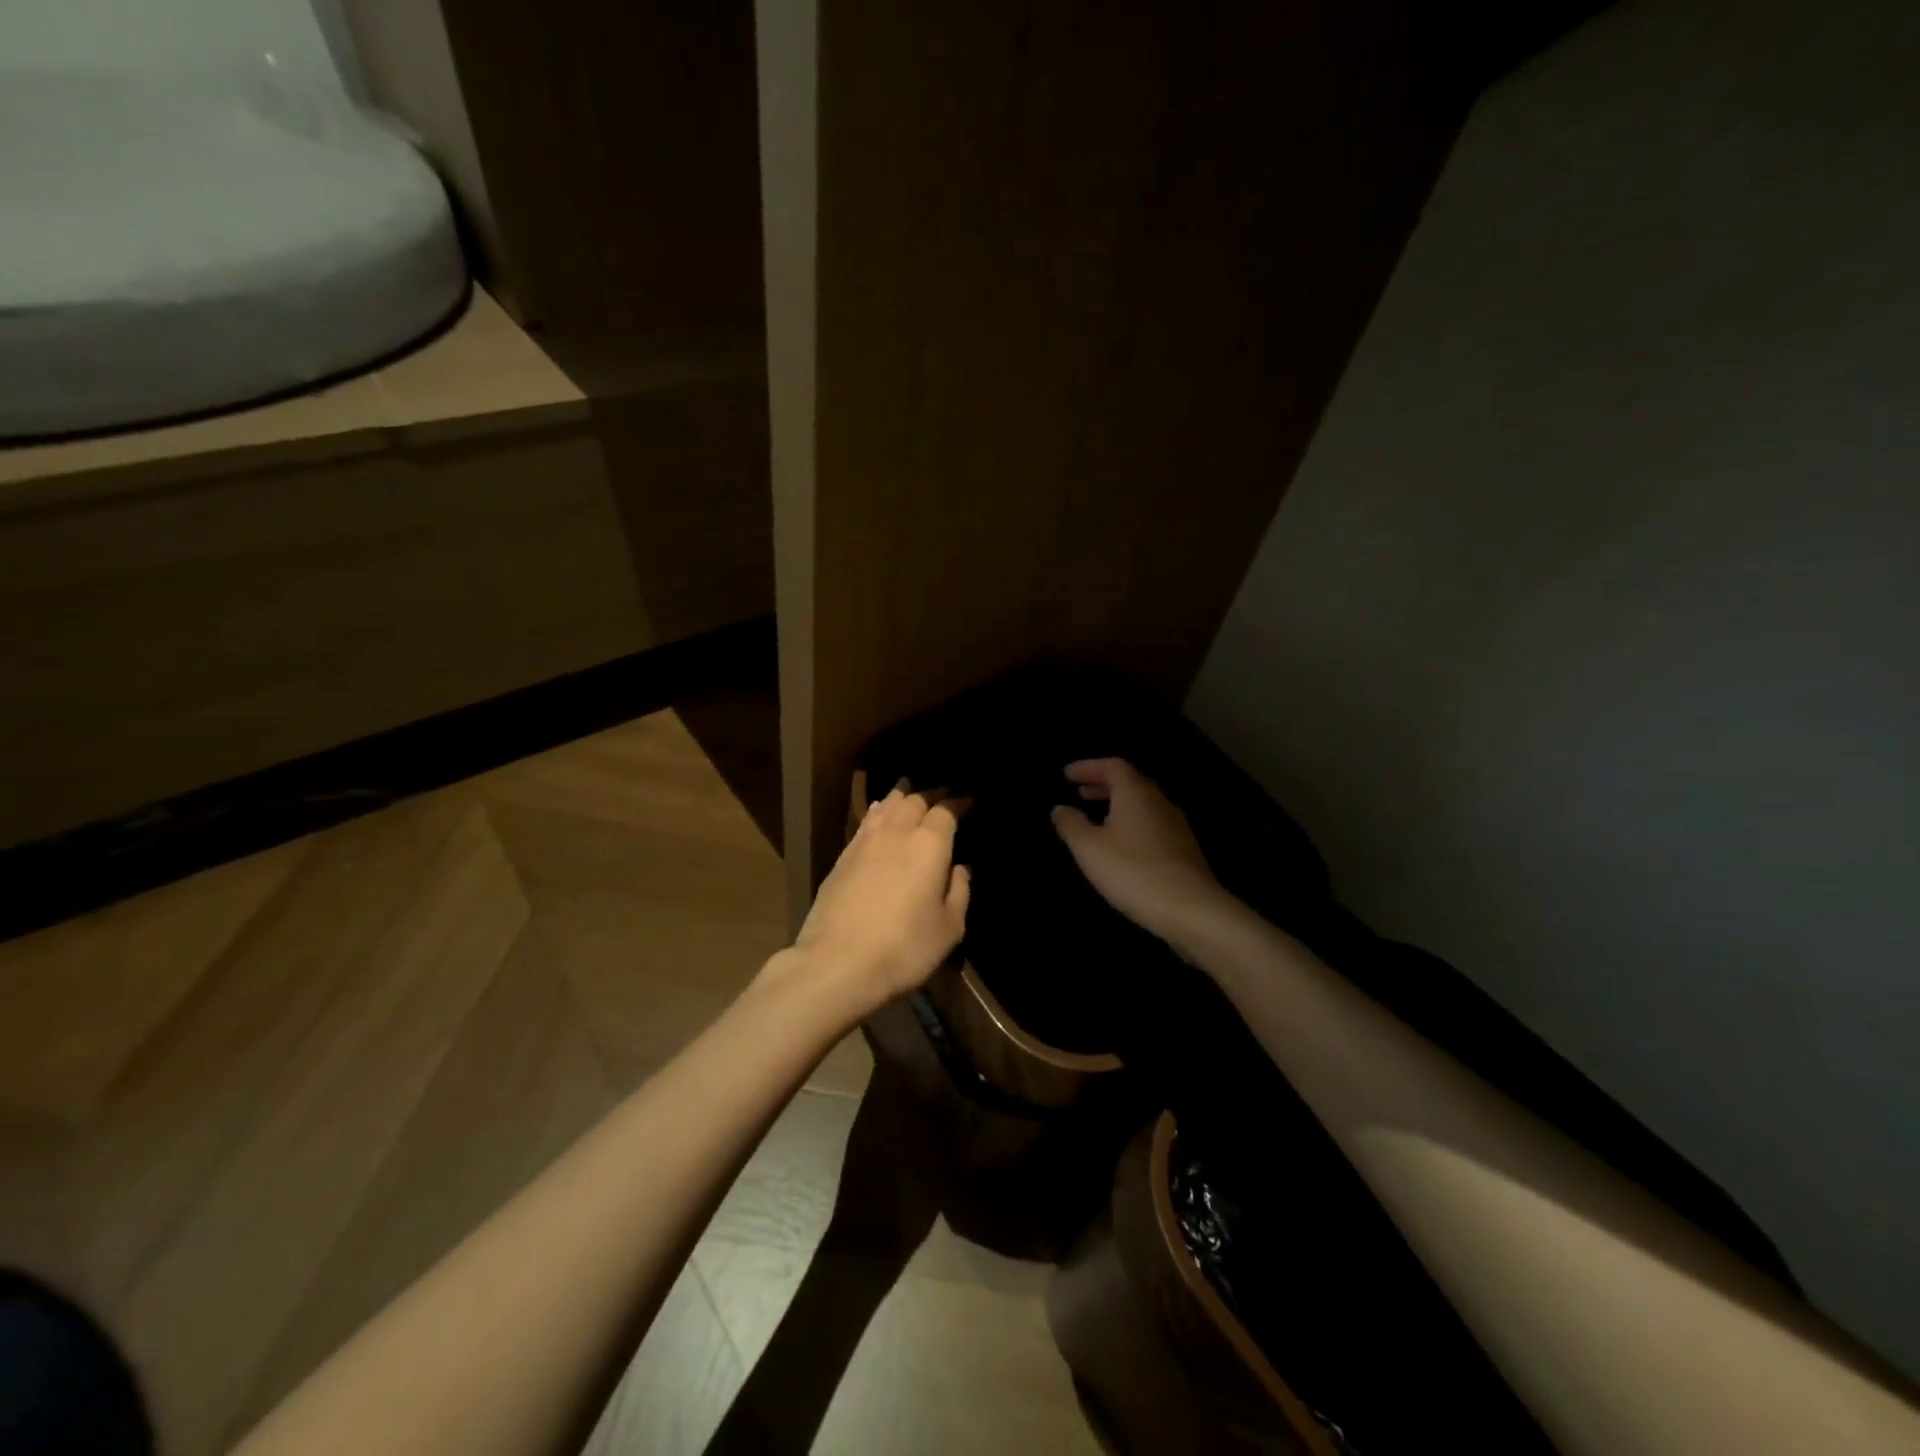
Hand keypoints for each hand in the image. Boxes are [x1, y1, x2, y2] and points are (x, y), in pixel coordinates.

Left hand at [790, 785, 971, 1018]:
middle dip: (931, 795)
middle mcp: (897, 832)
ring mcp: (865, 841)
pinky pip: (867, 821)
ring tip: (910, 791)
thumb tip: (960, 869)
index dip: (958, 803)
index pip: (946, 811)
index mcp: (929, 844)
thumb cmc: (904, 947)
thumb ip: (959, 892)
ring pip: (887, 805)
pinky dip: (879, 811)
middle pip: (915, 800)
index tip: (967, 801)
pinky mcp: (842, 856)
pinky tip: (880, 813)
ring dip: (903, 796)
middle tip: (942, 795)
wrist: (838, 962)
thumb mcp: (948, 928)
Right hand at [1051, 759, 1228, 947]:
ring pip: (1144, 804)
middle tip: (1080, 792)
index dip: (1088, 767)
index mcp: (1136, 793)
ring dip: (1119, 805)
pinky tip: (1123, 845)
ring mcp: (1177, 826)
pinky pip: (1153, 824)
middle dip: (1103, 784)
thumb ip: (1071, 824)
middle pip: (1131, 782)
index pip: (1112, 766)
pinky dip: (1132, 823)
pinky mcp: (1185, 850)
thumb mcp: (1089, 848)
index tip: (1067, 775)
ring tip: (1098, 818)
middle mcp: (1159, 802)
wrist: (1191, 910)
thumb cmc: (1133, 871)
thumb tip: (1059, 808)